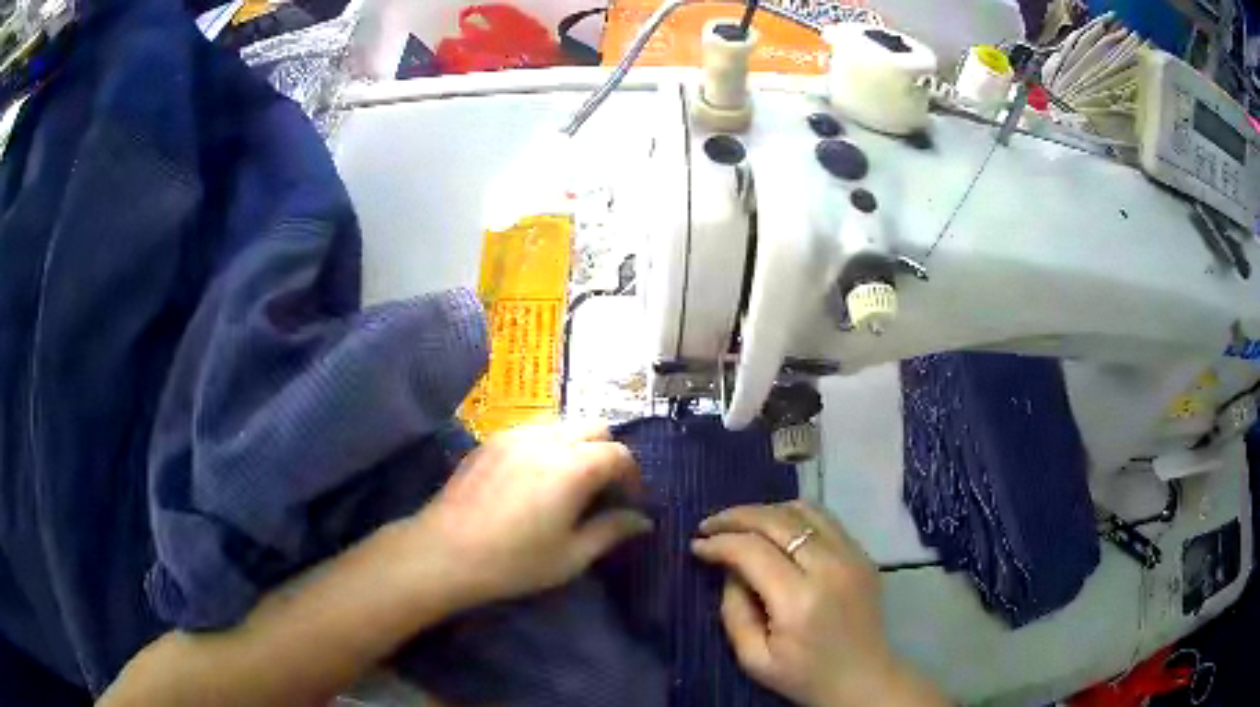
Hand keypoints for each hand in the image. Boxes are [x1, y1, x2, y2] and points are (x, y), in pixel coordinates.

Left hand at [406, 422, 652, 609]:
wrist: (444, 552)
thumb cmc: (514, 562)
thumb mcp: (571, 555)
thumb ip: (611, 531)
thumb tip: (642, 520)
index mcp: (573, 466)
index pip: (619, 454)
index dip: (632, 477)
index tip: (629, 503)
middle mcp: (547, 439)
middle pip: (594, 427)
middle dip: (607, 454)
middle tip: (602, 491)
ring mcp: (515, 434)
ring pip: (562, 425)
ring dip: (577, 447)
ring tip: (568, 485)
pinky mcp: (491, 440)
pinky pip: (533, 431)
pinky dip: (548, 446)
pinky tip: (534, 481)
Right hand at [692, 502, 945, 706]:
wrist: (864, 678)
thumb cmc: (804, 676)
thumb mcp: (753, 658)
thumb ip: (734, 611)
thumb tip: (730, 569)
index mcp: (799, 600)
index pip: (752, 550)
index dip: (719, 542)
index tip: (696, 546)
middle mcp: (830, 567)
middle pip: (777, 520)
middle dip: (736, 516)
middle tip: (709, 525)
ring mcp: (852, 555)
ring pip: (803, 509)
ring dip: (765, 511)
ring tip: (740, 524)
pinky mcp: (863, 553)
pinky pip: (824, 519)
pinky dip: (793, 516)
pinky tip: (775, 529)